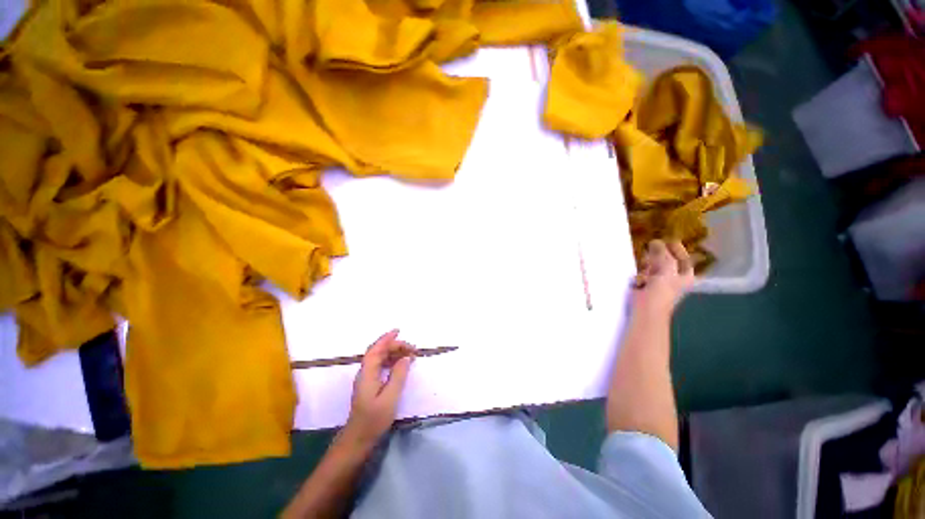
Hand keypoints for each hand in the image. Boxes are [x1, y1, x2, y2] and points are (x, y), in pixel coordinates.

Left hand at [343, 329, 413, 448]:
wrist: (358, 439)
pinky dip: (391, 361)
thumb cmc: (373, 419)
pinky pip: (381, 366)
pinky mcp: (369, 385)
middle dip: (394, 346)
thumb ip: (398, 375)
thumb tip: (406, 358)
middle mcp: (365, 373)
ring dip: (394, 353)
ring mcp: (366, 379)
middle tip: (412, 349)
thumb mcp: (390, 398)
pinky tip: (400, 364)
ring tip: (409, 354)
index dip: (386, 338)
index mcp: (367, 373)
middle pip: (378, 352)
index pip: (376, 350)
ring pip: (380, 359)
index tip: (399, 331)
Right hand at [633, 240, 694, 317]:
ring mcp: (659, 283)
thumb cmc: (661, 292)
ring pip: (655, 267)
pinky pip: (644, 274)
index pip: (684, 259)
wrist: (646, 310)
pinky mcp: (645, 287)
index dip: (678, 249)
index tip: (668, 239)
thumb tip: (656, 241)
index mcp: (685, 276)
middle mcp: (674, 279)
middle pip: (669, 262)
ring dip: (649, 262)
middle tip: (652, 245)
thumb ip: (663, 255)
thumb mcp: (666, 270)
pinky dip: (641, 271)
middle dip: (661, 255)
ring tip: (644, 256)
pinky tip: (638, 270)